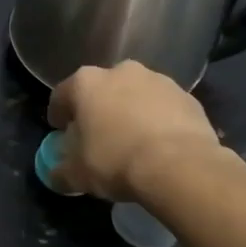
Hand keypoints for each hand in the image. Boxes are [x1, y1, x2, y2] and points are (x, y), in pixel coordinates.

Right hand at [47, 61, 226, 201]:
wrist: (180, 166)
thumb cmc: (115, 161)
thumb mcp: (76, 175)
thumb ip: (61, 171)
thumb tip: (57, 174)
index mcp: (85, 83)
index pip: (61, 96)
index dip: (58, 116)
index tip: (60, 134)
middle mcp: (120, 71)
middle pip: (100, 91)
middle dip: (97, 111)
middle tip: (98, 138)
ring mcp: (158, 80)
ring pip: (134, 96)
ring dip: (130, 113)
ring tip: (132, 143)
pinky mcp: (188, 97)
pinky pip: (163, 108)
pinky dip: (158, 121)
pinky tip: (159, 146)